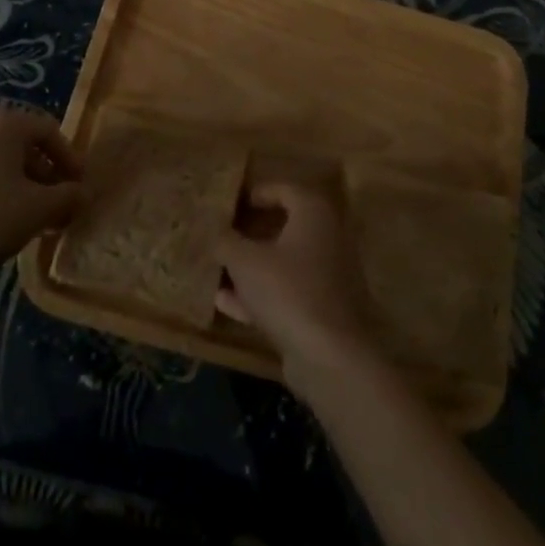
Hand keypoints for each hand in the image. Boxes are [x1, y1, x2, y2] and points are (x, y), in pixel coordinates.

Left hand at [0, 107, 80, 281]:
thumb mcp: (41, 208)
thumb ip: (69, 196)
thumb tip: (84, 193)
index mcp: (3, 123)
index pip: (48, 131)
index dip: (70, 159)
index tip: (79, 187)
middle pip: (22, 144)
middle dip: (45, 173)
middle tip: (59, 203)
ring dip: (21, 183)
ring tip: (35, 214)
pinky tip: (4, 218)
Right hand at [217, 182, 374, 390]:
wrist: (329, 356)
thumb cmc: (287, 290)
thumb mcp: (245, 261)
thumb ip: (226, 241)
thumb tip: (215, 231)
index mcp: (313, 213)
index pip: (285, 190)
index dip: (257, 193)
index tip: (233, 202)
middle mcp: (327, 238)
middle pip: (285, 227)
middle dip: (252, 232)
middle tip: (224, 234)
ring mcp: (328, 276)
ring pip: (284, 263)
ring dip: (252, 267)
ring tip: (218, 270)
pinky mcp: (323, 310)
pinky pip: (287, 293)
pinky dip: (260, 295)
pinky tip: (226, 304)